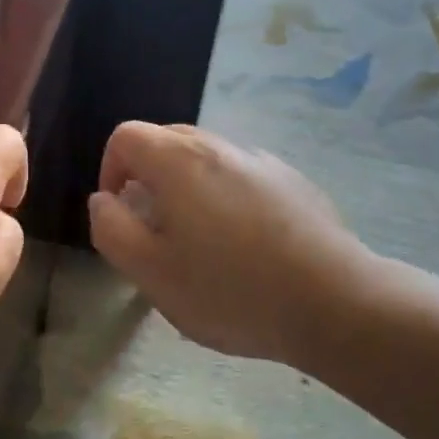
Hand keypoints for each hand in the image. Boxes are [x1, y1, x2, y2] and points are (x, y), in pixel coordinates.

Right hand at [88, 122, 376, 361]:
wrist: (334, 302)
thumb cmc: (231, 290)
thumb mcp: (151, 273)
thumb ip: (112, 229)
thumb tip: (104, 200)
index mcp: (178, 161)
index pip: (126, 136)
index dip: (111, 169)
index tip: (121, 212)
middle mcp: (219, 147)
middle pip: (166, 140)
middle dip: (148, 176)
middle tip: (155, 228)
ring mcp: (261, 160)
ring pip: (206, 158)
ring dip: (188, 186)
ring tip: (201, 239)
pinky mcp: (293, 181)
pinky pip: (242, 174)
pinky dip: (227, 194)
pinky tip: (246, 243)